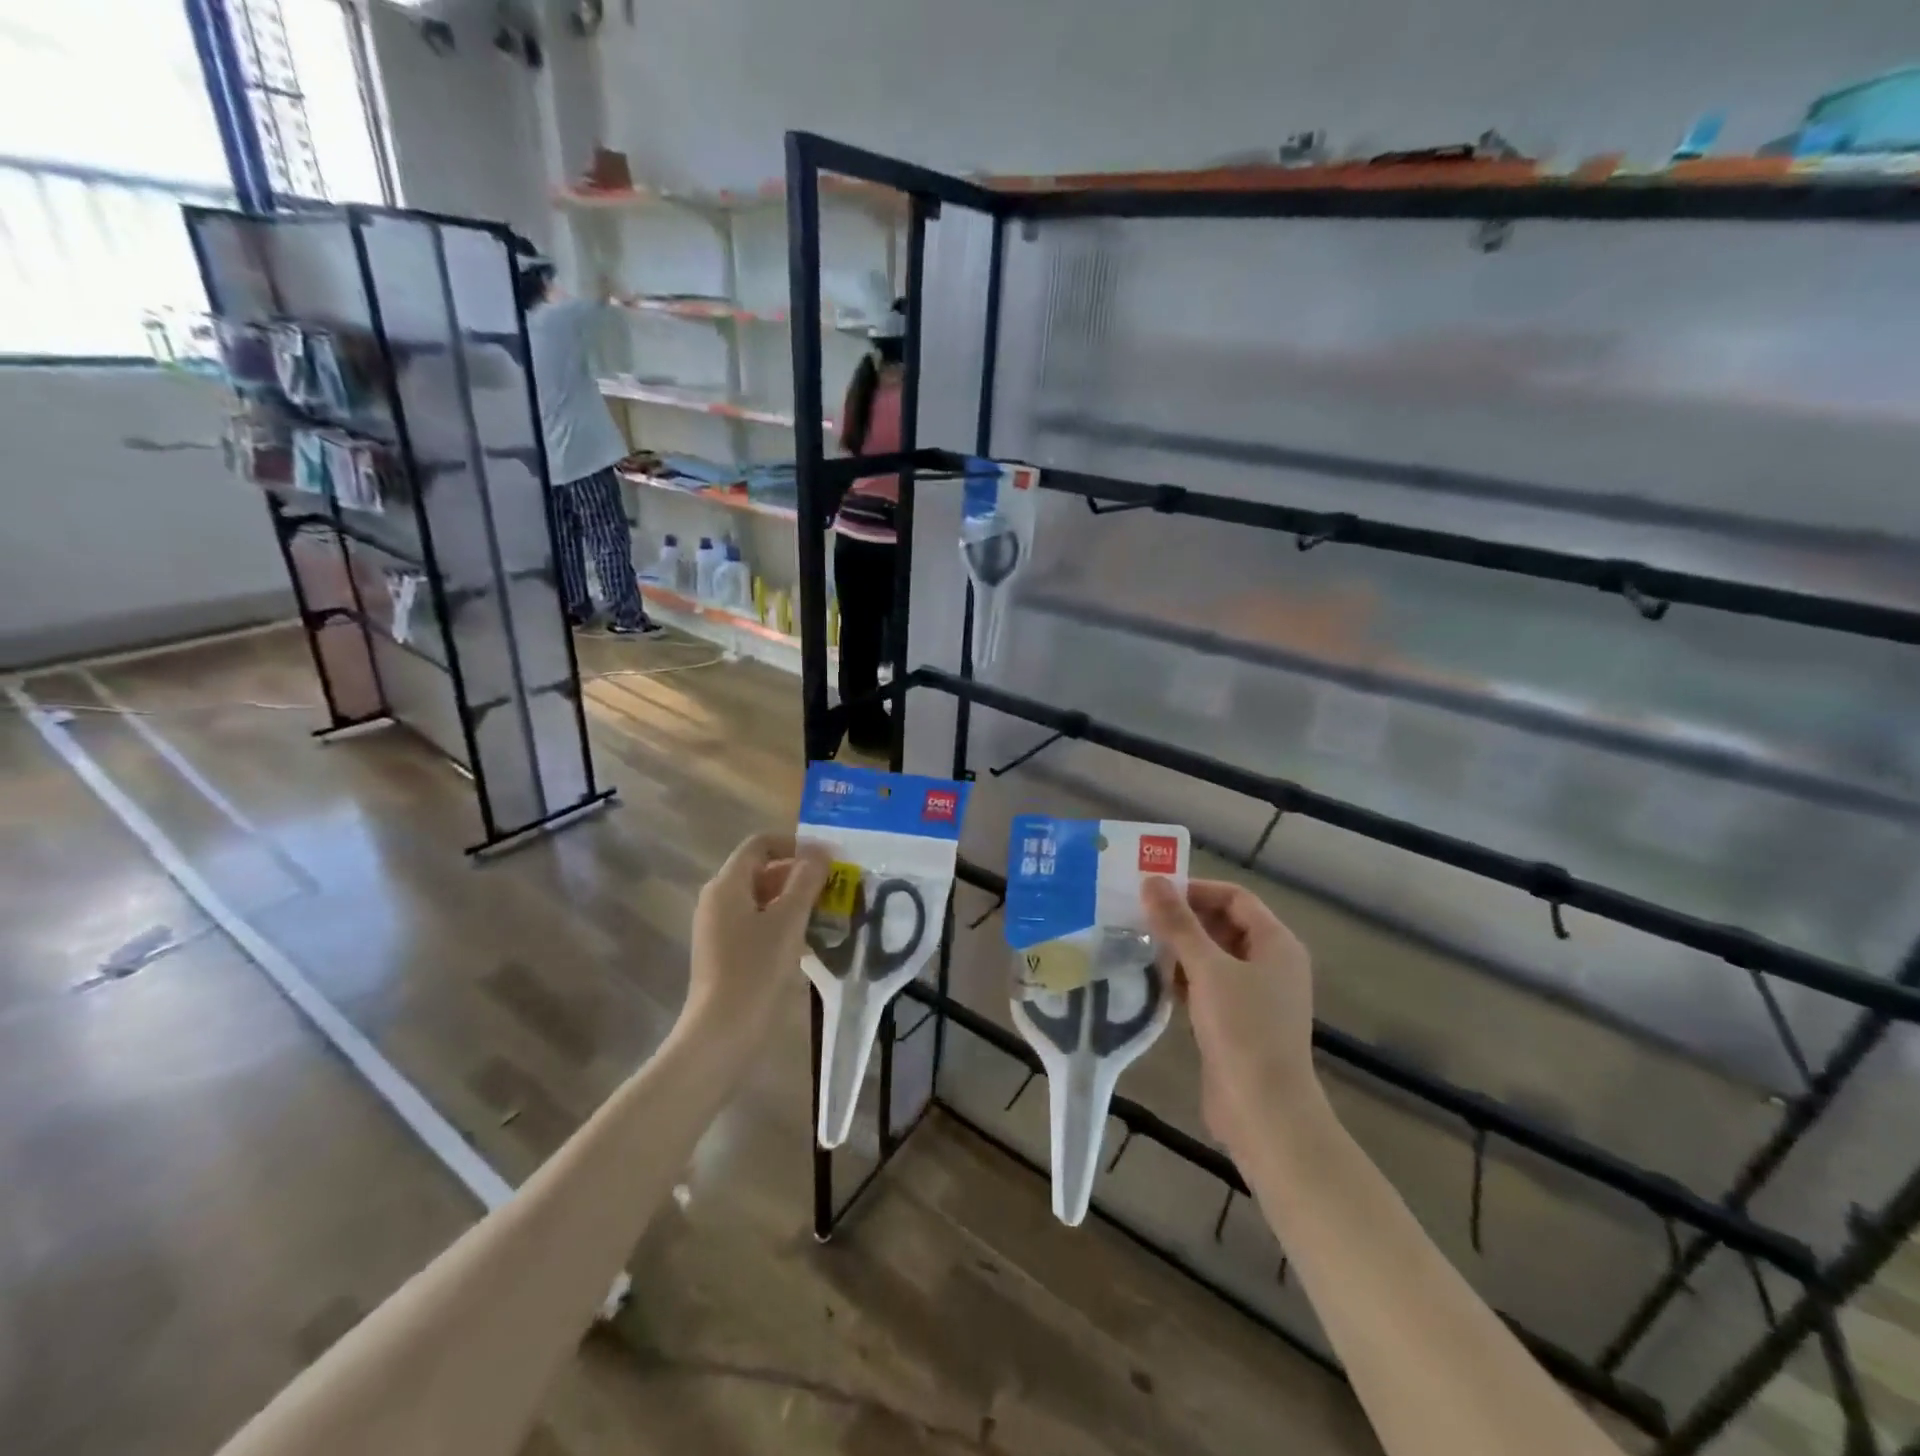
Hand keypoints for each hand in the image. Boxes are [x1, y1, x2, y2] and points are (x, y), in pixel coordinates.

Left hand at [685, 833, 830, 1047]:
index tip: (828, 859)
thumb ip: (806, 880)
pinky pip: (757, 922)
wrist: (721, 1034)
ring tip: (829, 911)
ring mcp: (719, 927)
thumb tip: (821, 851)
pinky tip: (809, 938)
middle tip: (835, 887)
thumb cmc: (755, 971)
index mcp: (727, 885)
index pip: (760, 844)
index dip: (796, 844)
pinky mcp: (725, 951)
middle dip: (800, 873)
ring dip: (795, 898)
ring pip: (762, 898)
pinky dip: (783, 921)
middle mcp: (718, 899)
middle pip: (762, 869)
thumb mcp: (788, 921)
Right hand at [1142, 877, 1319, 1151]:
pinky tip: (1153, 980)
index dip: (1196, 890)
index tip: (1154, 894)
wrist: (1264, 1112)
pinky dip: (1185, 978)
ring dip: (1180, 949)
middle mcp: (1272, 963)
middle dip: (1184, 919)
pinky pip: (1209, 986)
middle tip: (1140, 917)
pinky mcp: (1239, 1022)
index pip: (1235, 897)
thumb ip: (1178, 923)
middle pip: (1224, 924)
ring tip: (1139, 944)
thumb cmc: (1242, 1030)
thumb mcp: (1207, 969)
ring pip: (1214, 956)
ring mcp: (1256, 995)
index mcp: (1277, 943)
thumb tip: (1152, 880)